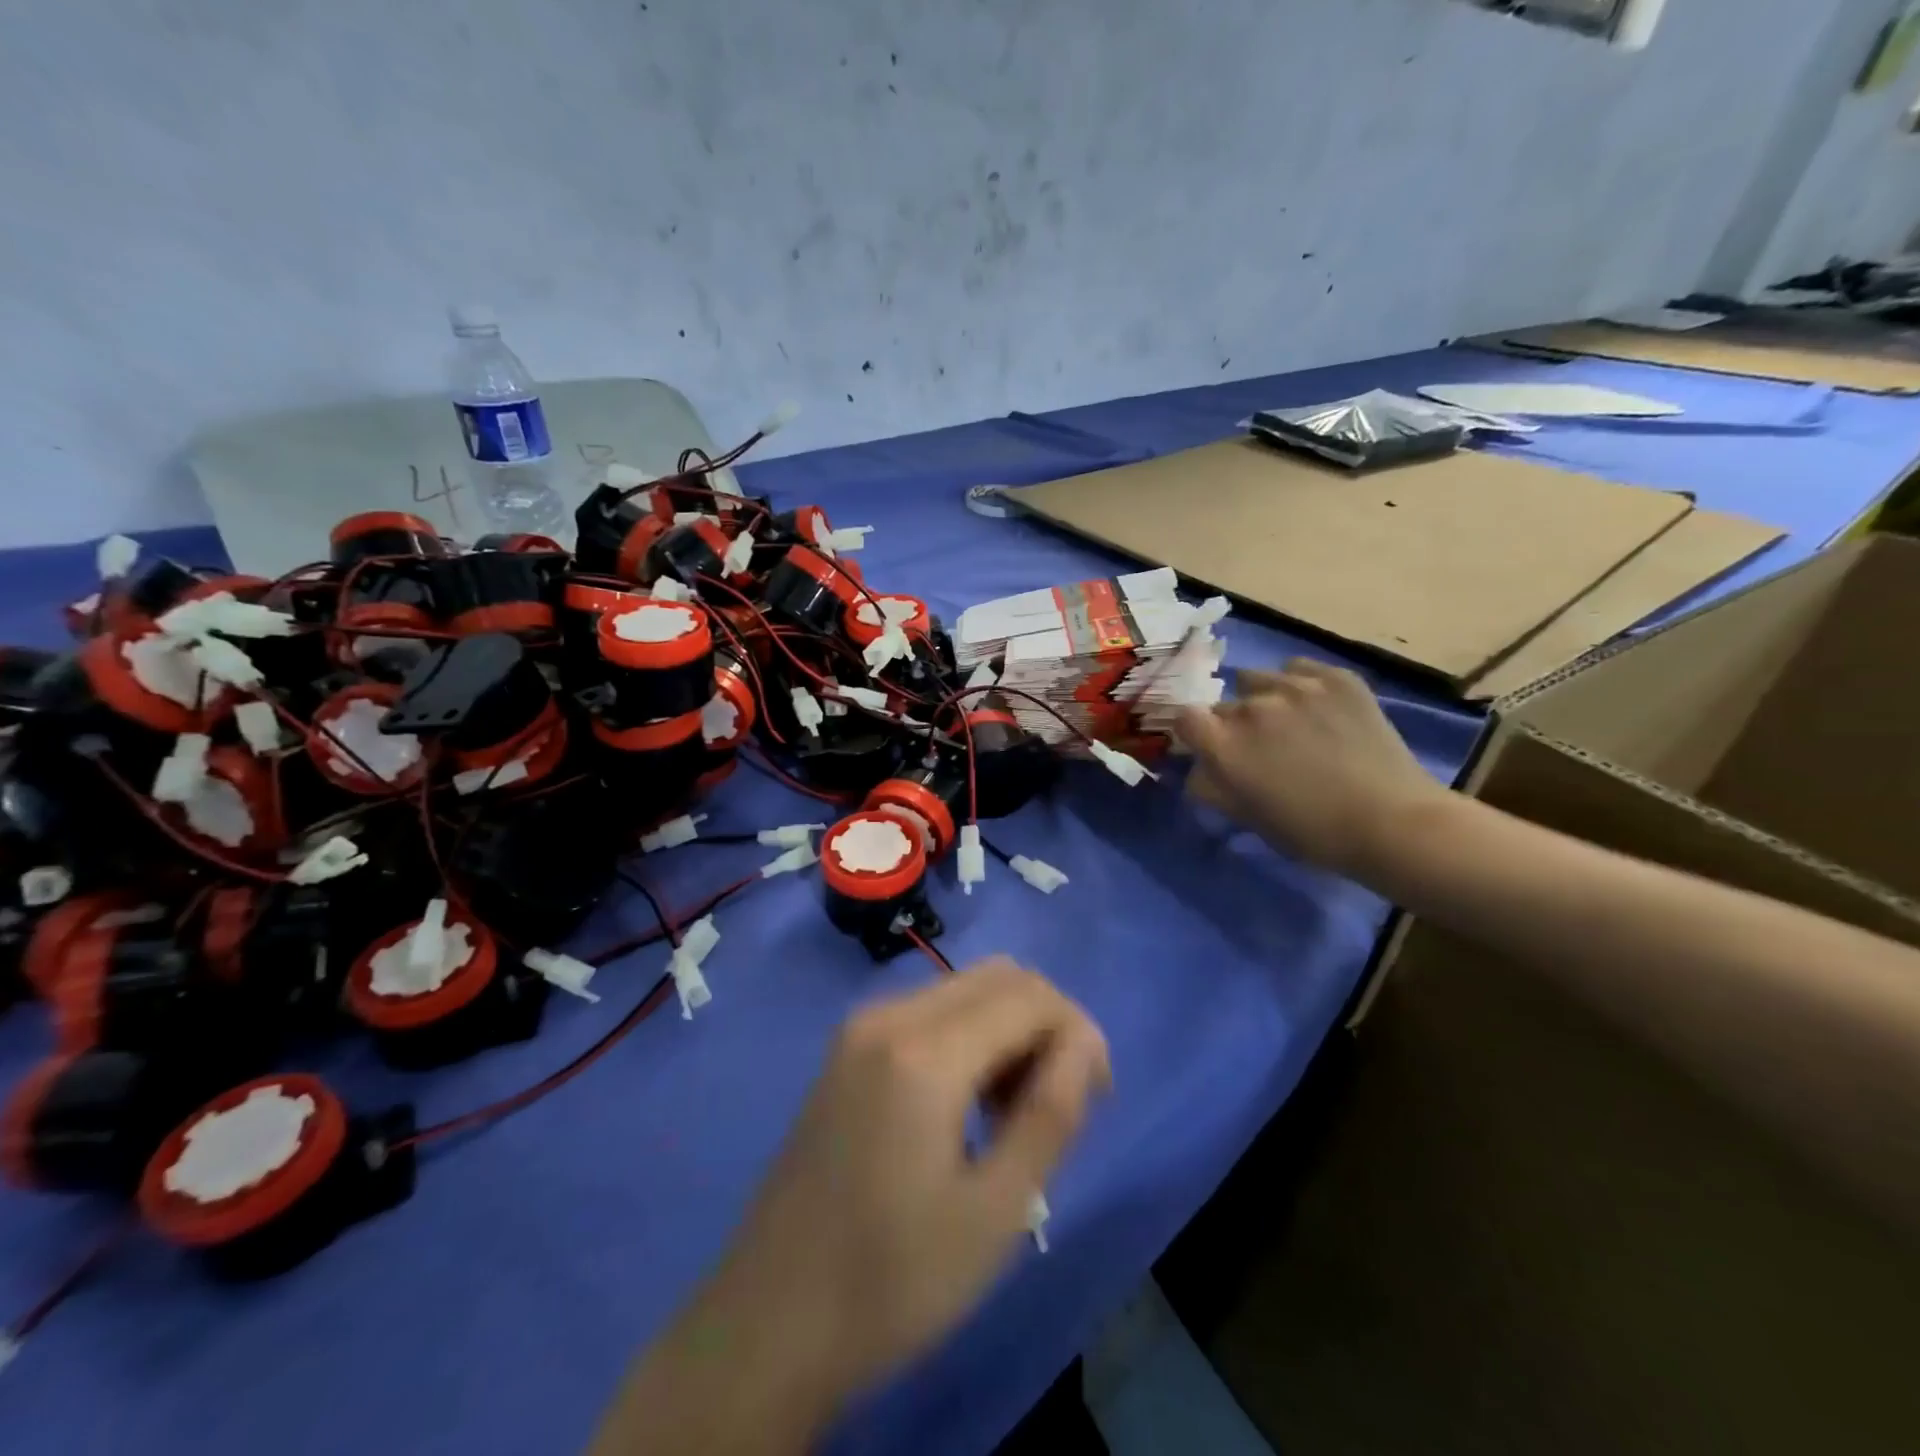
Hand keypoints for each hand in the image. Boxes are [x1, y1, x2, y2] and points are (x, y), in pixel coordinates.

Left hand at [599, 960, 1111, 1454]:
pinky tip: (970, 1103)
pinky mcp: (847, 1048)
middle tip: (1063, 1098)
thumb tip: (1085, 1045)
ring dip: (1009, 1028)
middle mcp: (888, 1015)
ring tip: (1017, 1111)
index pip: (1029, 996)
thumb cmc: (891, 1280)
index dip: (1077, 1032)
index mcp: (923, 1052)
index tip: (1096, 1094)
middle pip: (998, 977)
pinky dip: (970, 1035)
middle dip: (1047, 1022)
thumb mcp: (994, 1212)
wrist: (769, 1320)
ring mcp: (860, 1027)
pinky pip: (929, 1012)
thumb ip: (1051, 1114)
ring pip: (964, 989)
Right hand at [1174, 658, 1445, 877]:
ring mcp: (1295, 687)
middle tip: (1261, 747)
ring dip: (1263, 699)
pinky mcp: (1335, 677)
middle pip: (1225, 704)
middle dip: (1233, 723)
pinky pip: (1298, 669)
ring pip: (1258, 680)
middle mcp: (1251, 708)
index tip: (1210, 746)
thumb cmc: (1313, 833)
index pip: (1185, 718)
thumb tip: (1199, 769)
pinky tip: (1316, 707)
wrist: (1393, 822)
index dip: (1195, 732)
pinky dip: (1299, 684)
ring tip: (1289, 721)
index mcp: (1225, 745)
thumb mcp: (1249, 819)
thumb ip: (1214, 788)